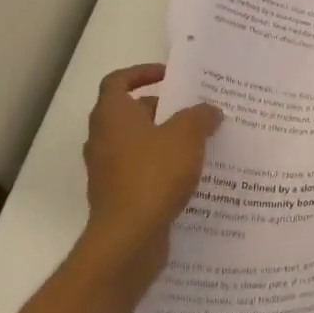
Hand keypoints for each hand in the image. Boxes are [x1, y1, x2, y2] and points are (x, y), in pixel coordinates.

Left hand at [78, 64, 221, 288]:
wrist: (128, 239)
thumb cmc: (153, 174)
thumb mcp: (187, 135)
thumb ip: (200, 116)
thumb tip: (209, 111)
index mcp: (112, 115)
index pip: (118, 81)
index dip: (142, 73)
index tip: (169, 76)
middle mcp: (103, 139)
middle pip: (130, 113)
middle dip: (162, 108)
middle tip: (194, 110)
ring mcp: (108, 170)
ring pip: (137, 143)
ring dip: (164, 139)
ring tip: (198, 141)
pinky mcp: (117, 196)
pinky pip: (141, 171)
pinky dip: (161, 167)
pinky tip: (190, 174)